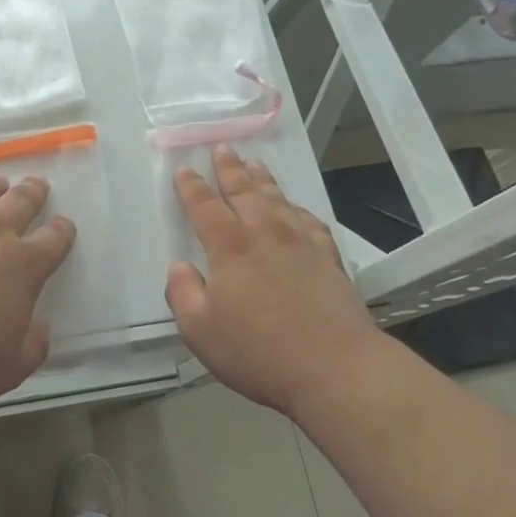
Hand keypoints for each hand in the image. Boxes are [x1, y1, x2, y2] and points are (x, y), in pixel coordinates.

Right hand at [166, 146, 381, 417]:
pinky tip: (297, 211)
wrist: (336, 368)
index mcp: (231, 248)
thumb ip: (182, 294)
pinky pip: (311, 223)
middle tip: (222, 148)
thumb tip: (179, 267)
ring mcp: (302, 244)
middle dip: (230, 169)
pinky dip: (299, 211)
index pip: (205, 207)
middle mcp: (266, 235)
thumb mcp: (200, 330)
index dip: (191, 187)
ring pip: (278, 201)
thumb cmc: (258, 351)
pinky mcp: (329, 260)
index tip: (184, 169)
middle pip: (245, 192)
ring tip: (255, 164)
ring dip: (263, 180)